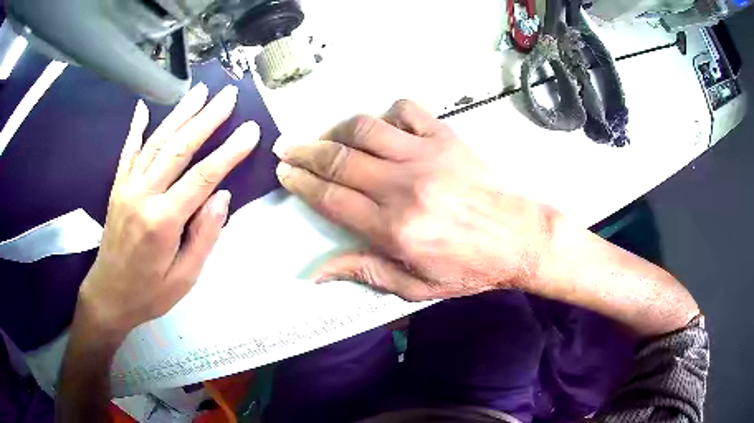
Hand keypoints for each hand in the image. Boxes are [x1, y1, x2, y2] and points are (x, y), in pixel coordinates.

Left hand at [78, 84, 259, 338]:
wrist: (108, 296)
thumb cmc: (149, 293)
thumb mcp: (185, 278)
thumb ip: (204, 237)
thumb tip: (223, 197)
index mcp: (162, 221)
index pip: (202, 177)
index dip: (229, 152)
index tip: (250, 130)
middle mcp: (143, 195)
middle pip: (179, 148)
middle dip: (207, 119)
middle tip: (228, 95)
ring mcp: (127, 187)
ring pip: (156, 142)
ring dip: (180, 114)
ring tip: (200, 92)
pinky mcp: (118, 187)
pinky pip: (128, 152)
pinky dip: (137, 128)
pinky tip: (144, 108)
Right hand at [275, 100, 554, 300]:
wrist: (517, 238)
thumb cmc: (467, 268)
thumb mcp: (415, 287)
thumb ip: (364, 272)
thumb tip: (315, 273)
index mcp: (393, 227)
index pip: (330, 197)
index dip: (301, 182)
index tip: (285, 172)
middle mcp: (403, 186)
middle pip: (339, 159)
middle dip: (305, 151)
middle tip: (287, 147)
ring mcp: (426, 155)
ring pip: (366, 128)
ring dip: (338, 129)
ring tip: (327, 137)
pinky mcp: (447, 138)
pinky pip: (407, 110)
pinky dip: (387, 113)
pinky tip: (382, 127)